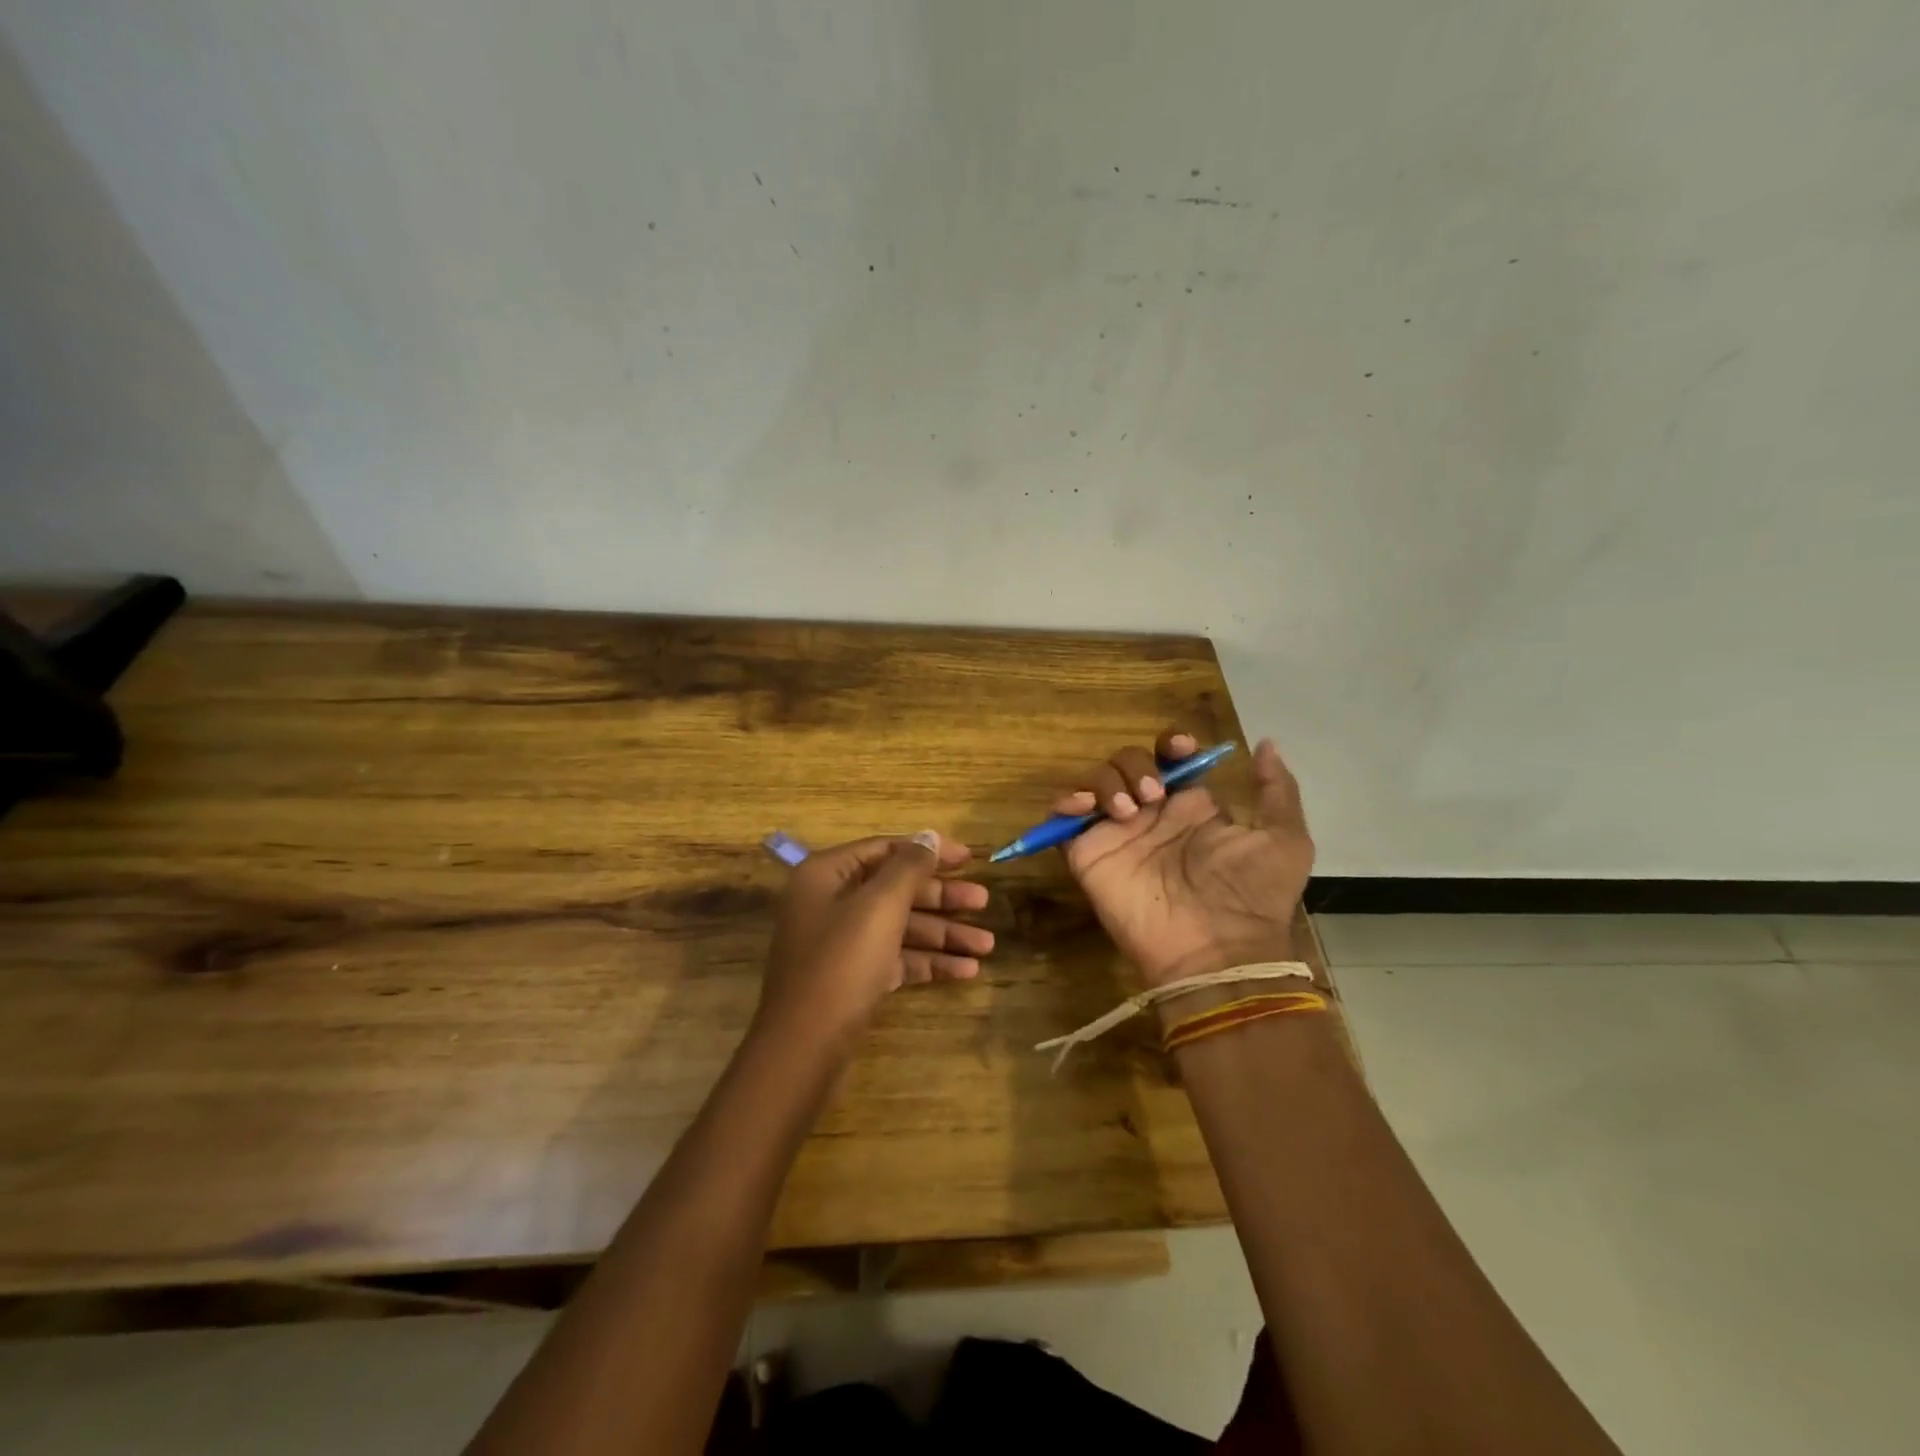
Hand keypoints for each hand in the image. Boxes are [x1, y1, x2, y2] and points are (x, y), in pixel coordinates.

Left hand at [754, 832, 992, 1049]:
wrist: (804, 1049)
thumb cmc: (841, 963)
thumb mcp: (879, 906)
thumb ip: (909, 867)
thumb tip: (930, 837)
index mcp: (826, 875)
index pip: (885, 850)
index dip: (929, 851)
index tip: (969, 858)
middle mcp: (830, 903)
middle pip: (895, 890)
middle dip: (942, 898)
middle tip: (984, 901)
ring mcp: (841, 943)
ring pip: (900, 927)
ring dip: (943, 934)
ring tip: (988, 945)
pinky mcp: (853, 978)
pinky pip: (896, 959)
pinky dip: (928, 962)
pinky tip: (967, 971)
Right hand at [1053, 731, 1313, 987]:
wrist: (1216, 950)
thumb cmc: (1251, 895)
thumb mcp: (1284, 840)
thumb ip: (1277, 791)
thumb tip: (1267, 744)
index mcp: (1191, 807)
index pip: (1170, 759)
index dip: (1170, 744)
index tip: (1179, 748)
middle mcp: (1151, 815)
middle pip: (1128, 762)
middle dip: (1136, 764)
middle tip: (1152, 795)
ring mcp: (1117, 834)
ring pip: (1096, 781)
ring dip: (1106, 780)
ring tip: (1127, 810)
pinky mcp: (1089, 855)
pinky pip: (1063, 819)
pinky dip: (1066, 801)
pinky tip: (1085, 807)